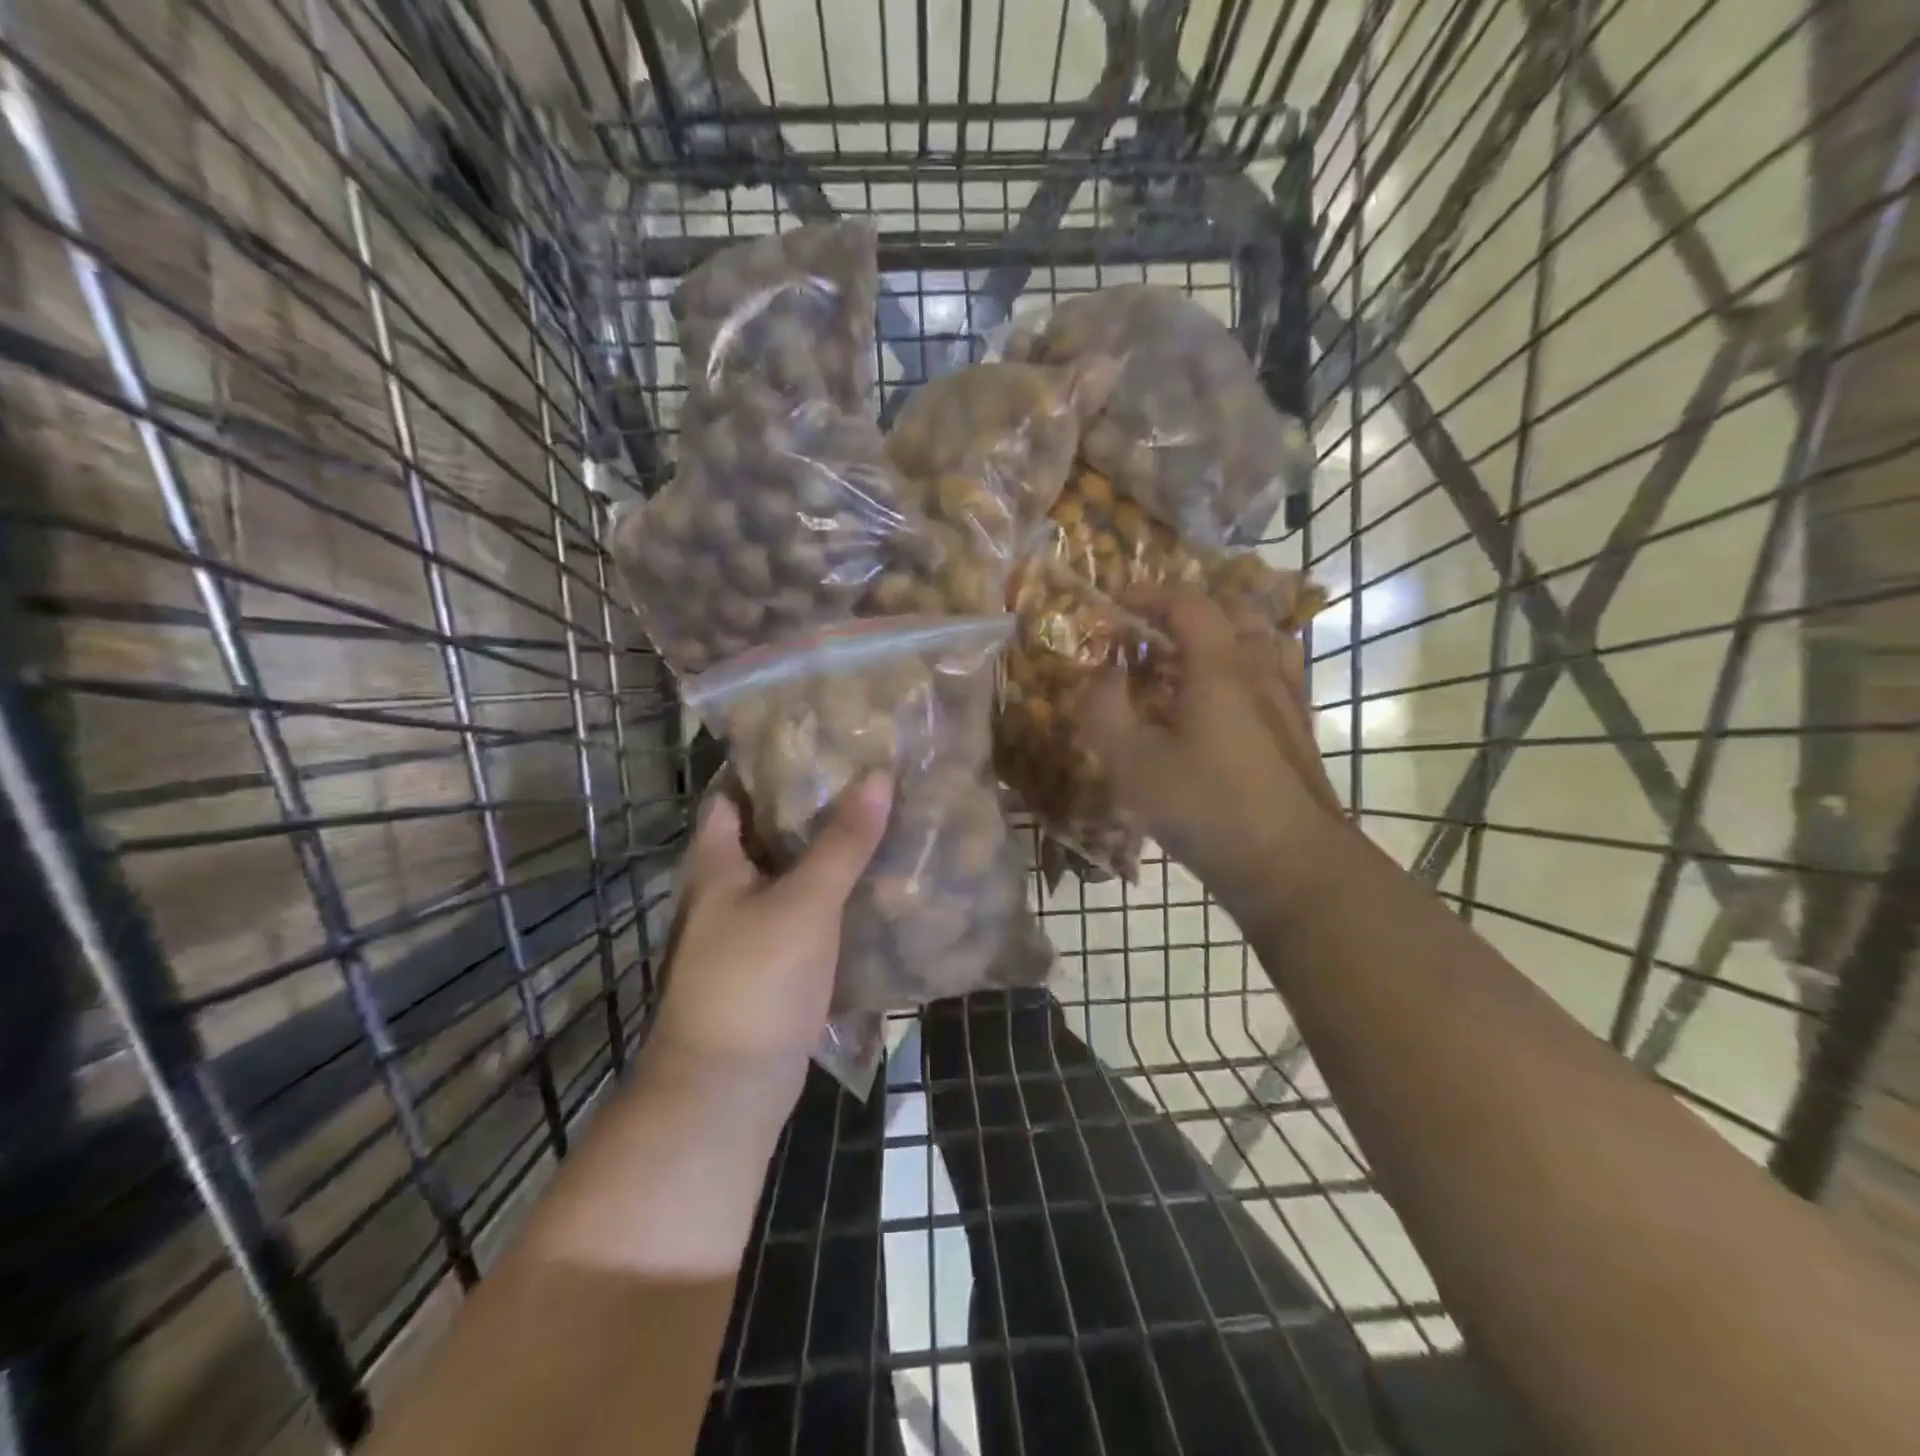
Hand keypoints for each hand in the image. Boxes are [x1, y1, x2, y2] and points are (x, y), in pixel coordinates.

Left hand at [649, 772, 892, 1101]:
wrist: (729, 1088)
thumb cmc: (755, 981)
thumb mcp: (805, 903)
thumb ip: (843, 841)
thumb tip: (878, 775)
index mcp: (715, 864)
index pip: (732, 795)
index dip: (768, 766)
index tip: (819, 742)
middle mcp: (723, 890)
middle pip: (764, 832)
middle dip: (809, 806)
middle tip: (864, 777)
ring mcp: (745, 929)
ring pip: (787, 874)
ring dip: (824, 851)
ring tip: (877, 819)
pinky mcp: (769, 962)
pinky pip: (802, 912)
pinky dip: (830, 894)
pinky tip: (870, 884)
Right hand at [1074, 589, 1347, 915]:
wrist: (1293, 866)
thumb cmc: (1208, 809)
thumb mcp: (1134, 765)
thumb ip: (1104, 712)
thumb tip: (1098, 675)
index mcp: (1220, 667)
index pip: (1189, 605)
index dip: (1151, 594)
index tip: (1119, 602)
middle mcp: (1261, 671)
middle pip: (1236, 612)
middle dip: (1192, 609)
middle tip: (1156, 630)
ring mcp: (1288, 702)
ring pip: (1264, 641)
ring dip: (1227, 635)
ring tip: (1193, 658)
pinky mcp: (1300, 733)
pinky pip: (1277, 676)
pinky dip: (1249, 668)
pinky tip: (1230, 702)